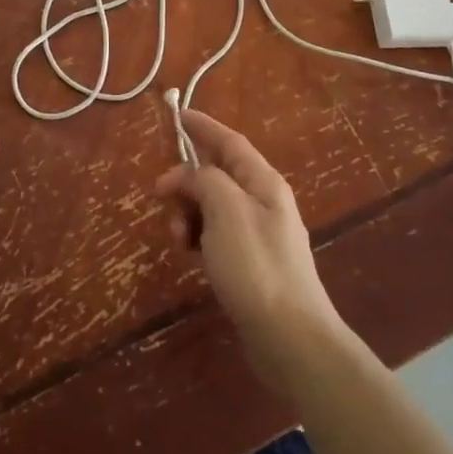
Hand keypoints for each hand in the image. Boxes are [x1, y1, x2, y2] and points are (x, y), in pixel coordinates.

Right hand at [153, 109, 345, 394]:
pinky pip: (216, 234)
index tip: (177, 115)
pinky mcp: (250, 263)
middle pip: (217, 174)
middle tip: (161, 198)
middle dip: (186, 181)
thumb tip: (187, 175)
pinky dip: (198, 237)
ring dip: (188, 213)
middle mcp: (263, 201)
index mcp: (263, 182)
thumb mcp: (225, 210)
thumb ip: (204, 180)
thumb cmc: (256, 266)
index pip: (229, 142)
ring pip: (213, 206)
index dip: (203, 126)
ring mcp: (258, 234)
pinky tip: (190, 255)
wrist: (291, 338)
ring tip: (178, 239)